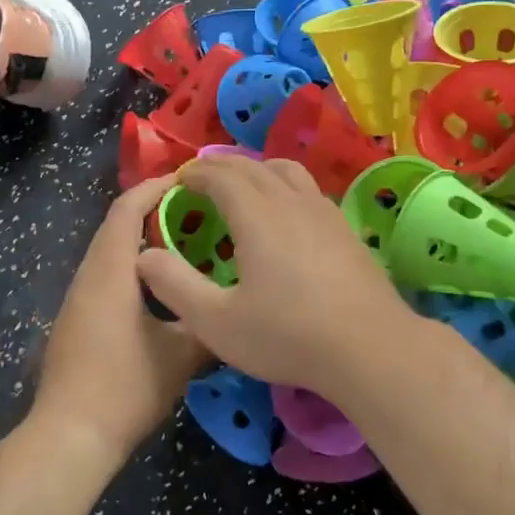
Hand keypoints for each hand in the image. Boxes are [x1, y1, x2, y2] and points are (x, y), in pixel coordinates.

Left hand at [34, 177, 211, 460]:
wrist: (69, 438)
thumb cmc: (125, 388)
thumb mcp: (181, 357)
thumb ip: (210, 325)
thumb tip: (235, 311)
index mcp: (110, 271)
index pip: (127, 208)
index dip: (155, 187)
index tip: (189, 181)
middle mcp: (88, 275)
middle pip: (116, 225)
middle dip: (153, 210)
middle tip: (198, 211)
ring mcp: (77, 299)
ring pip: (109, 252)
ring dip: (142, 240)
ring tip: (186, 243)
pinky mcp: (76, 320)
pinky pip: (105, 275)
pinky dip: (132, 265)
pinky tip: (160, 287)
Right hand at [134, 157, 420, 401]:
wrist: (370, 347)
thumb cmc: (287, 335)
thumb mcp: (217, 322)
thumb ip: (175, 286)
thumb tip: (144, 256)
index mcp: (256, 214)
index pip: (220, 176)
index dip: (195, 174)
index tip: (179, 181)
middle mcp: (290, 201)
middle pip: (252, 166)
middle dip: (221, 167)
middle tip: (201, 179)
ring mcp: (324, 211)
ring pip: (286, 171)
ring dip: (256, 170)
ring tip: (243, 185)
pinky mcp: (345, 229)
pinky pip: (308, 190)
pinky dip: (284, 186)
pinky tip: (286, 214)